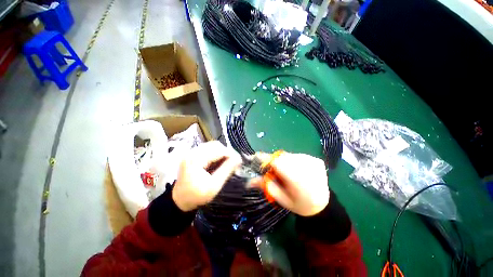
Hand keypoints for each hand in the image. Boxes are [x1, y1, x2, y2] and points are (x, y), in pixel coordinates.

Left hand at [172, 141, 241, 211]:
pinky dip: (216, 154)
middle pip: (215, 145)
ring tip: (227, 163)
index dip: (231, 154)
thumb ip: (227, 170)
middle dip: (227, 152)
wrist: (180, 200)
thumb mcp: (214, 185)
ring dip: (222, 152)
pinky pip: (208, 149)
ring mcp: (192, 152)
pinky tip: (219, 162)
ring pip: (212, 146)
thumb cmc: (197, 196)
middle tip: (233, 163)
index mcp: (196, 160)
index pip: (218, 150)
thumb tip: (238, 159)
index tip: (239, 161)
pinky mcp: (193, 154)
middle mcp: (192, 152)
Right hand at [251, 152, 329, 215]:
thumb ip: (266, 186)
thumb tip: (249, 180)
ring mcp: (313, 161)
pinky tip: (297, 171)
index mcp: (298, 180)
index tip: (254, 158)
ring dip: (283, 162)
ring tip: (287, 173)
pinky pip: (297, 156)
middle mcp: (307, 167)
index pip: (276, 162)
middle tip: (273, 171)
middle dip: (274, 162)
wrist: (323, 204)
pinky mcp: (316, 159)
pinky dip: (293, 161)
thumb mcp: (281, 199)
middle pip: (281, 157)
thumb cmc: (300, 204)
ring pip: (289, 156)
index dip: (264, 159)